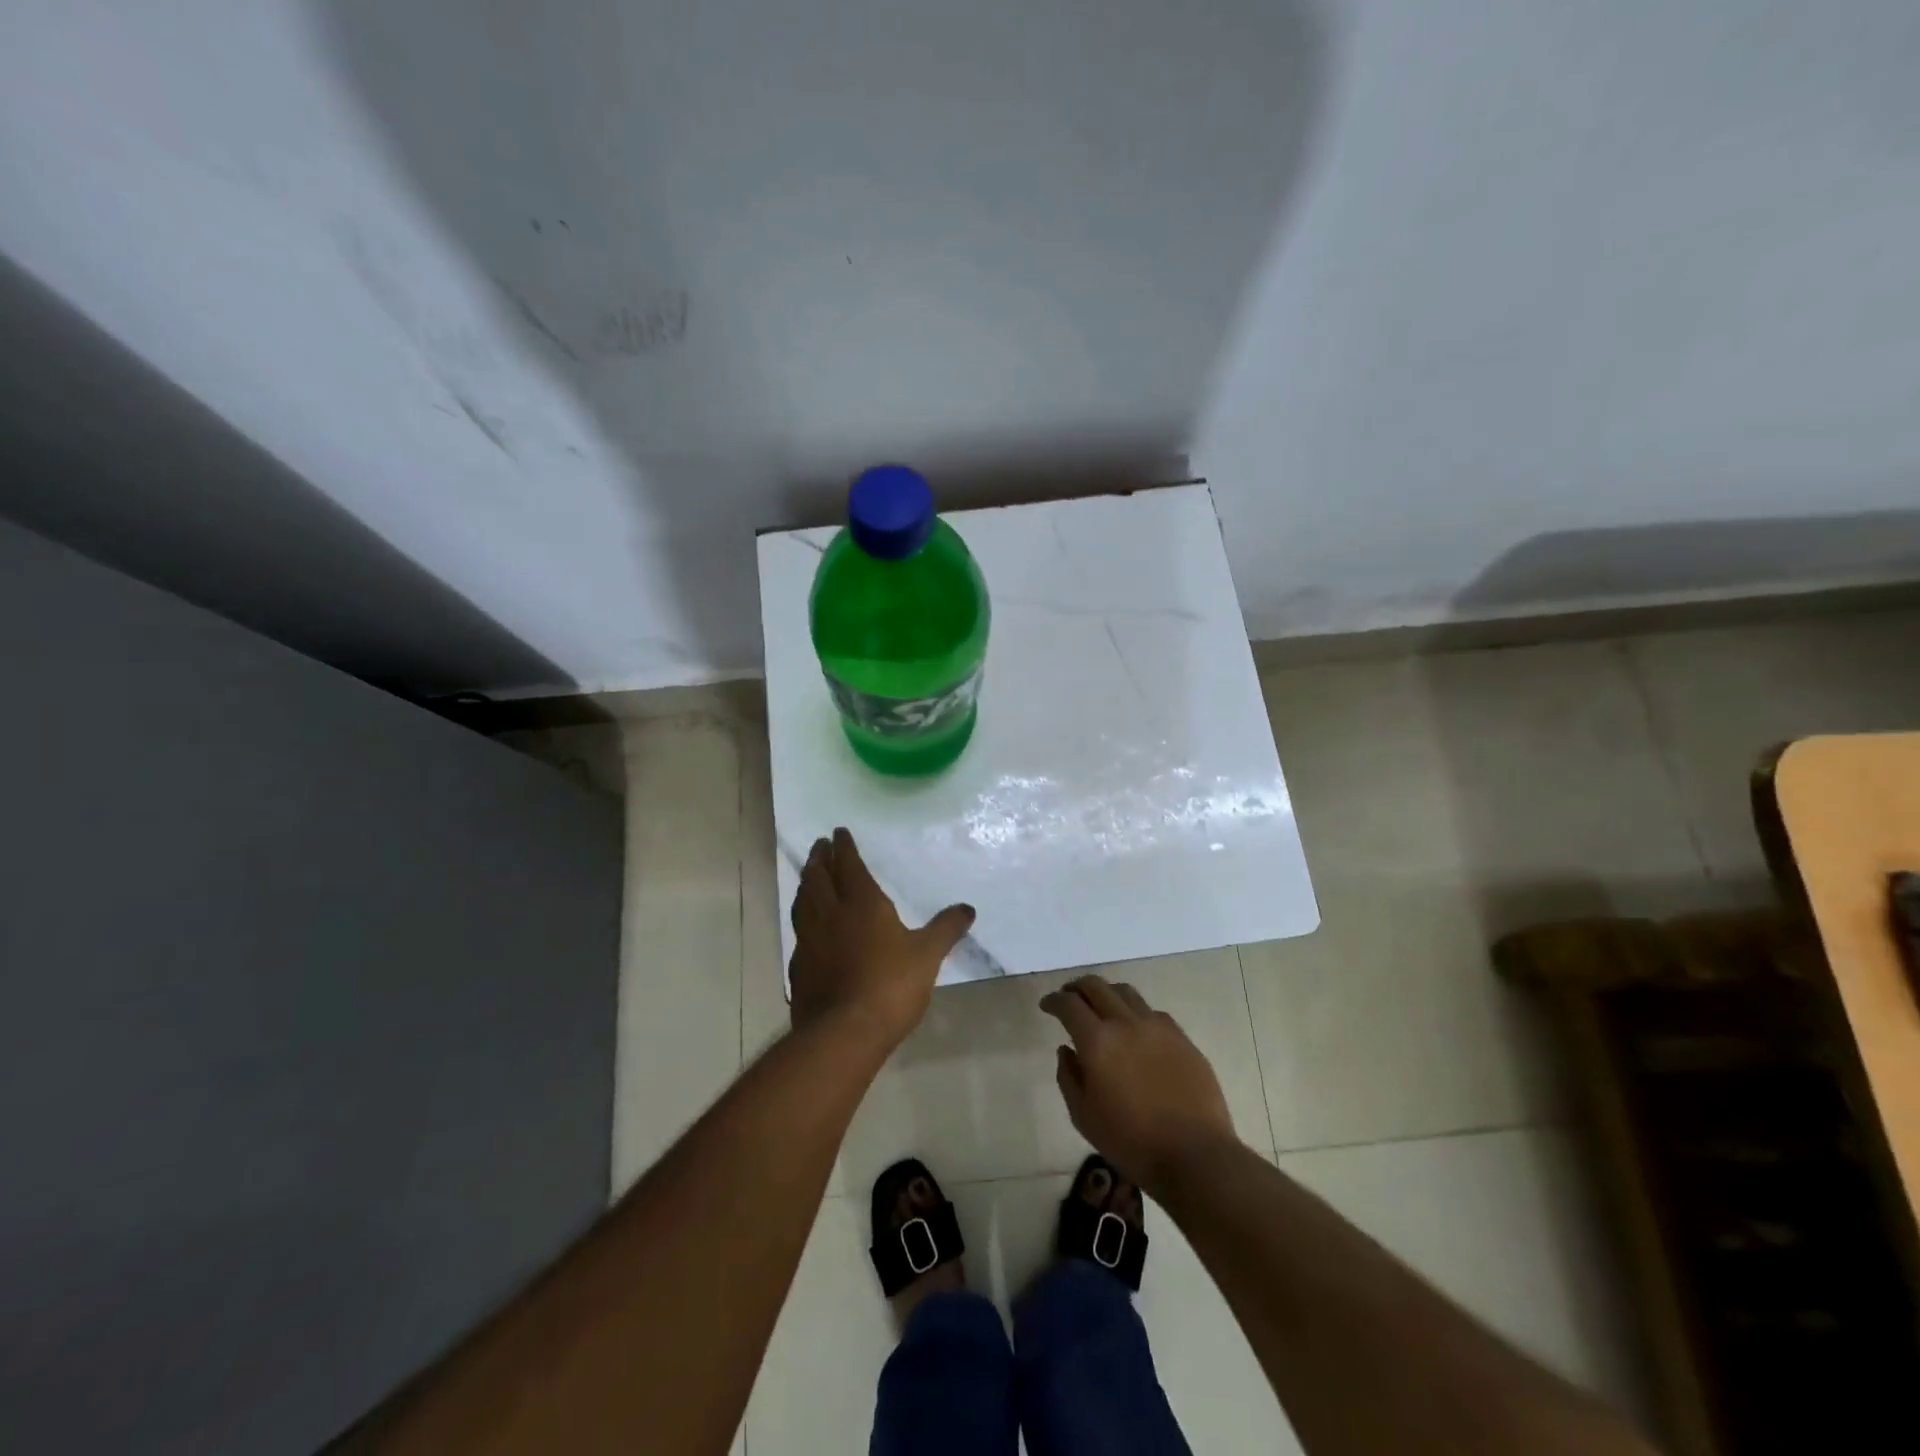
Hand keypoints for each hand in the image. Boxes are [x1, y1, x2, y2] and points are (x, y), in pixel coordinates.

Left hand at [788, 828, 974, 1050]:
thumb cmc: (890, 985)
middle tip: (820, 845)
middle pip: (819, 877)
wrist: (844, 1032)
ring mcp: (810, 939)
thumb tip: (968, 908)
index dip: (845, 848)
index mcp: (862, 903)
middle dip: (820, 858)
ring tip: (809, 874)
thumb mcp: (928, 955)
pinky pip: (799, 930)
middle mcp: (831, 914)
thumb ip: (946, 929)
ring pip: (804, 901)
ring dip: (806, 882)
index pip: (849, 866)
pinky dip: (802, 916)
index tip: (839, 832)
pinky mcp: (799, 965)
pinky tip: (807, 924)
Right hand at [1040, 975, 1238, 1194]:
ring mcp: (1157, 1026)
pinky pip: (1152, 1012)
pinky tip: (1135, 1030)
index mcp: (1097, 1041)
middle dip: (1077, 987)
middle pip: (1096, 986)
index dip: (1054, 1000)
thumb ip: (1068, 1077)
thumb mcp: (1083, 1116)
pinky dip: (1135, 1012)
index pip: (1069, 1004)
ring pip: (1126, 992)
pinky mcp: (1181, 1037)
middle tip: (1069, 997)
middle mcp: (1126, 1023)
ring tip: (1101, 1007)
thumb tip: (1066, 1050)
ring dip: (1107, 993)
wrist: (1195, 1155)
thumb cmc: (1131, 1142)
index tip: (1047, 1005)